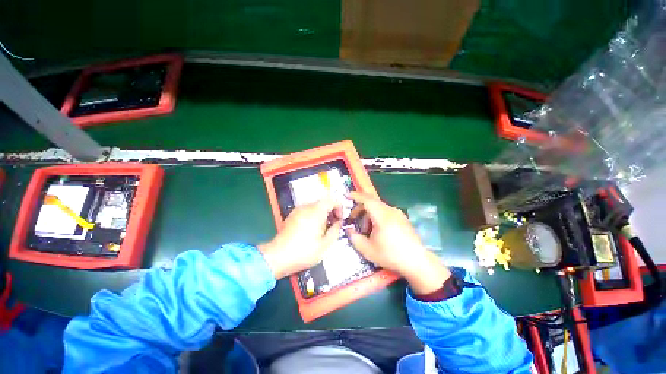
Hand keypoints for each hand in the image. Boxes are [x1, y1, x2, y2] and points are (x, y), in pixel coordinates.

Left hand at [258, 198, 341, 279]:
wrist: (278, 257)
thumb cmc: (304, 251)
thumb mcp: (325, 244)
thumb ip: (335, 230)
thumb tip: (339, 222)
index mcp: (316, 212)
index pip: (331, 200)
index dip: (339, 207)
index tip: (340, 219)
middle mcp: (306, 207)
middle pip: (323, 202)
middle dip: (331, 211)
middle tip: (334, 224)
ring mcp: (298, 210)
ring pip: (315, 206)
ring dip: (323, 214)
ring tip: (324, 228)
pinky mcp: (292, 215)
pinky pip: (307, 210)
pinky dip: (314, 215)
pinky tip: (313, 229)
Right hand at [345, 192, 450, 293]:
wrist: (416, 262)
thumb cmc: (390, 255)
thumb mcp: (367, 249)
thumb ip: (354, 237)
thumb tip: (348, 229)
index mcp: (382, 216)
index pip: (366, 199)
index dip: (355, 196)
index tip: (346, 195)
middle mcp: (391, 211)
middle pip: (372, 203)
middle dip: (360, 209)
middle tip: (353, 219)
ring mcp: (398, 214)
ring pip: (379, 208)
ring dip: (368, 215)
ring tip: (366, 230)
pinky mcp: (403, 219)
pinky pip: (386, 212)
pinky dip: (377, 217)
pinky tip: (377, 230)